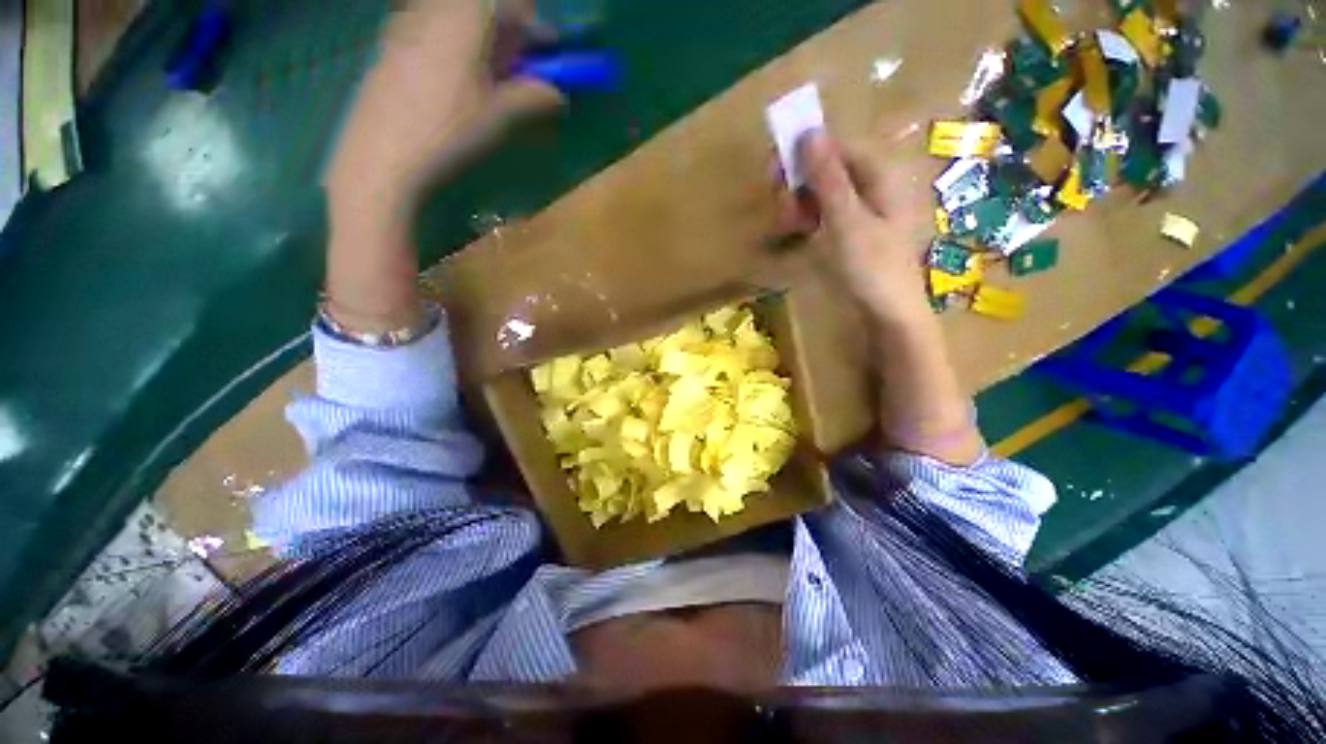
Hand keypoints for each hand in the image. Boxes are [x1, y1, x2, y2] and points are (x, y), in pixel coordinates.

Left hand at [323, 1, 562, 335]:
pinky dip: (468, 51)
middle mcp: (428, 15)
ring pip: (461, 17)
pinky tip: (476, 86)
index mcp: (456, 25)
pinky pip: (441, 35)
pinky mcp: (396, 52)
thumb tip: (560, 95)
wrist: (371, 167)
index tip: (555, 44)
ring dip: (493, 41)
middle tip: (539, 62)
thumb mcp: (494, 120)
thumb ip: (530, 98)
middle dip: (518, 27)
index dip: (534, 15)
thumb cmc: (434, 144)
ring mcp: (408, 32)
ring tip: (512, 80)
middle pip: (484, 2)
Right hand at [782, 132, 929, 322]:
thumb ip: (827, 177)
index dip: (804, 154)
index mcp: (881, 174)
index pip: (837, 147)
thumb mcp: (845, 220)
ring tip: (786, 226)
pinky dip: (810, 219)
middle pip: (830, 168)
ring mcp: (865, 209)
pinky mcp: (855, 230)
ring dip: (801, 203)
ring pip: (824, 192)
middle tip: (781, 209)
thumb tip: (809, 131)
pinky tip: (798, 232)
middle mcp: (874, 185)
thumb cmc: (871, 267)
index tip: (773, 172)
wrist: (888, 313)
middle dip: (800, 183)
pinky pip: (827, 213)